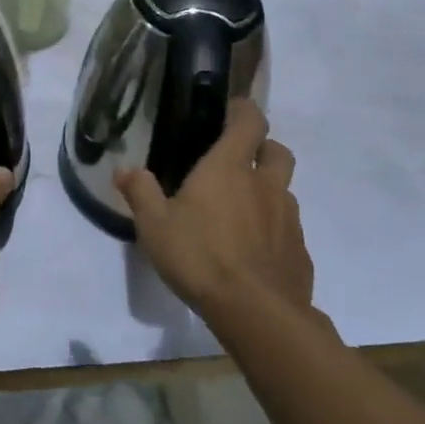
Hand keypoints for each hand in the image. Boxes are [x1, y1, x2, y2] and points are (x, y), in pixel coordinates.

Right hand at [117, 101, 313, 320]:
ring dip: (268, 192)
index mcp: (230, 168)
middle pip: (278, 152)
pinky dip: (274, 231)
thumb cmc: (200, 256)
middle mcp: (266, 185)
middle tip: (239, 162)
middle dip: (263, 149)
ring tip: (241, 213)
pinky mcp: (300, 253)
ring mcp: (289, 220)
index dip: (244, 111)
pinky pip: (289, 230)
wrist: (257, 313)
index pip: (250, 122)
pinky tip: (253, 253)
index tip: (231, 110)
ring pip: (285, 192)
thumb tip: (124, 169)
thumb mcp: (154, 224)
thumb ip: (140, 191)